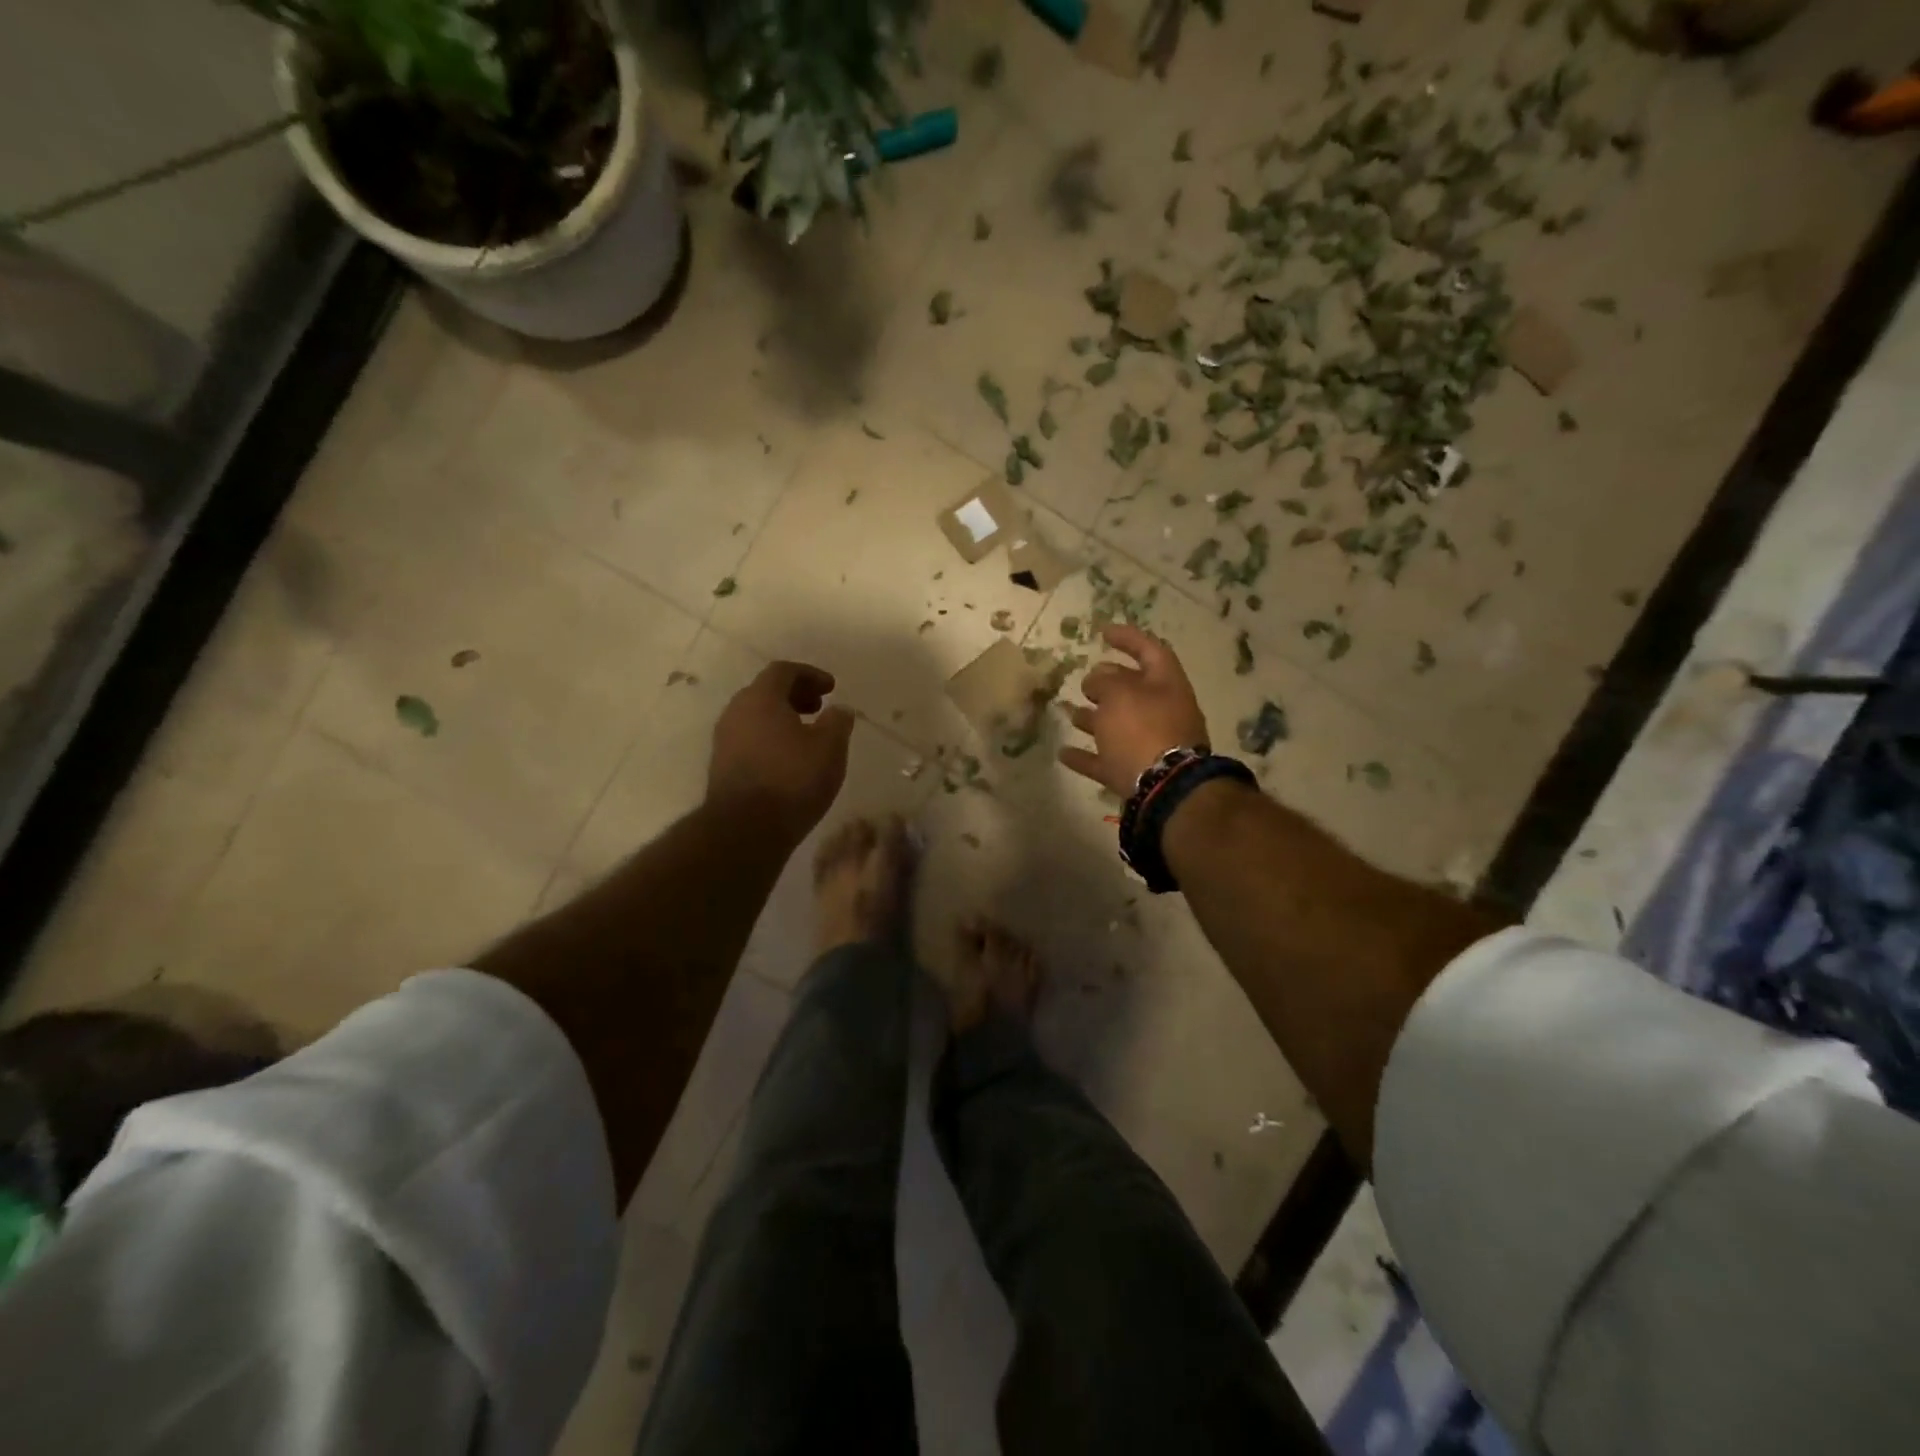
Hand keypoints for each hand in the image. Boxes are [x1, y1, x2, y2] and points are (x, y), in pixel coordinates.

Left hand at [709, 661, 855, 840]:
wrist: (745, 829)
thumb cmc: (792, 779)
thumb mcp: (830, 747)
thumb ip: (838, 722)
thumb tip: (840, 710)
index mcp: (761, 698)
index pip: (783, 671)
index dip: (810, 675)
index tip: (831, 688)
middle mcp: (736, 712)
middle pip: (766, 691)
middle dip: (795, 695)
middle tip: (820, 708)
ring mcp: (724, 740)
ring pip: (756, 716)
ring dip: (782, 718)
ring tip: (807, 735)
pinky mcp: (722, 766)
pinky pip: (750, 739)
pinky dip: (771, 738)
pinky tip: (789, 759)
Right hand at [1059, 624, 1209, 795]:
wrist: (1165, 790)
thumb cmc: (1143, 730)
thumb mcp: (1119, 695)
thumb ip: (1105, 681)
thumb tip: (1098, 679)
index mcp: (1166, 685)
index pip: (1150, 650)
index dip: (1127, 638)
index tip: (1102, 632)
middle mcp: (1163, 712)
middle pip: (1135, 690)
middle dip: (1108, 683)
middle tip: (1084, 680)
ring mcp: (1152, 745)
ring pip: (1120, 725)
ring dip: (1095, 718)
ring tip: (1069, 712)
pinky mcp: (1137, 774)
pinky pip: (1109, 759)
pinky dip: (1087, 755)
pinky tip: (1064, 754)